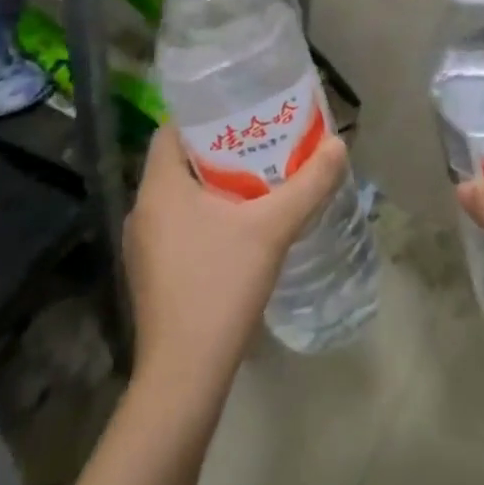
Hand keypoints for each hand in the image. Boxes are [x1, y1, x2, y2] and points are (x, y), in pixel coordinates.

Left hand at [125, 125, 348, 388]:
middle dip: (222, 147)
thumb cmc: (220, 286)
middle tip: (264, 139)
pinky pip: (181, 224)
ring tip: (261, 176)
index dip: (205, 113)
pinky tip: (244, 224)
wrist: (185, 375)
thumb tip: (339, 144)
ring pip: (182, 195)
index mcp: (159, 189)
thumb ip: (309, 183)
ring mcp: (144, 246)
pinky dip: (209, 213)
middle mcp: (143, 211)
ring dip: (217, 182)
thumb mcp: (273, 227)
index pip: (171, 129)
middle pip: (180, 161)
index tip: (244, 109)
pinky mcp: (154, 273)